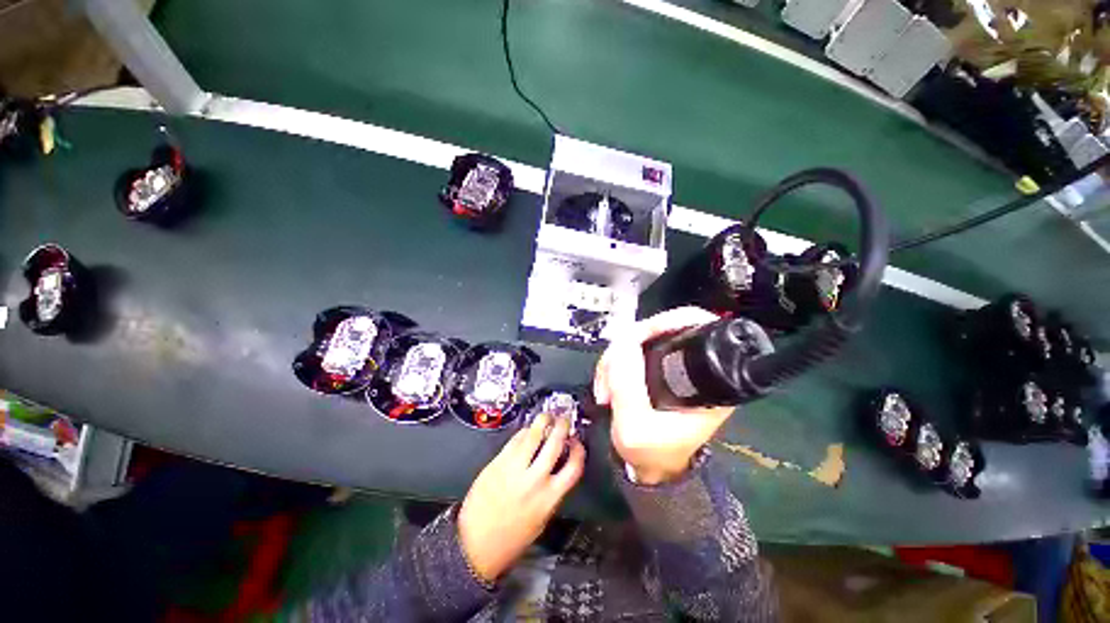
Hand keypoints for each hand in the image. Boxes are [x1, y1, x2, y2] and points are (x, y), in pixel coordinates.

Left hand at [458, 414, 584, 582]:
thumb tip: (558, 466)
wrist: (475, 544)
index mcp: (549, 498)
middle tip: (564, 419)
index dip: (579, 450)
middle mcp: (534, 480)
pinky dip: (523, 432)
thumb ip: (552, 492)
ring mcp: (514, 468)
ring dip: (543, 421)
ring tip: (547, 416)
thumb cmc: (511, 538)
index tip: (576, 442)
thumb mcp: (541, 519)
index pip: (573, 467)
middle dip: (562, 426)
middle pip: (554, 443)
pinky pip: (514, 440)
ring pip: (533, 435)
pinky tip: (527, 431)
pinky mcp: (498, 462)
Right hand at [594, 307, 734, 484]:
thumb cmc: (652, 454)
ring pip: (642, 339)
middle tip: (609, 374)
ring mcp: (674, 367)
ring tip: (605, 388)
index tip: (633, 338)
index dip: (664, 322)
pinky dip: (615, 362)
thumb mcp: (636, 427)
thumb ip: (627, 385)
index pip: (697, 325)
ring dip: (616, 357)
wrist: (649, 469)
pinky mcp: (657, 369)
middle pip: (662, 328)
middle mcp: (695, 367)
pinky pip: (633, 350)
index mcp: (709, 380)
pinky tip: (607, 383)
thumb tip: (622, 342)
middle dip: (628, 345)